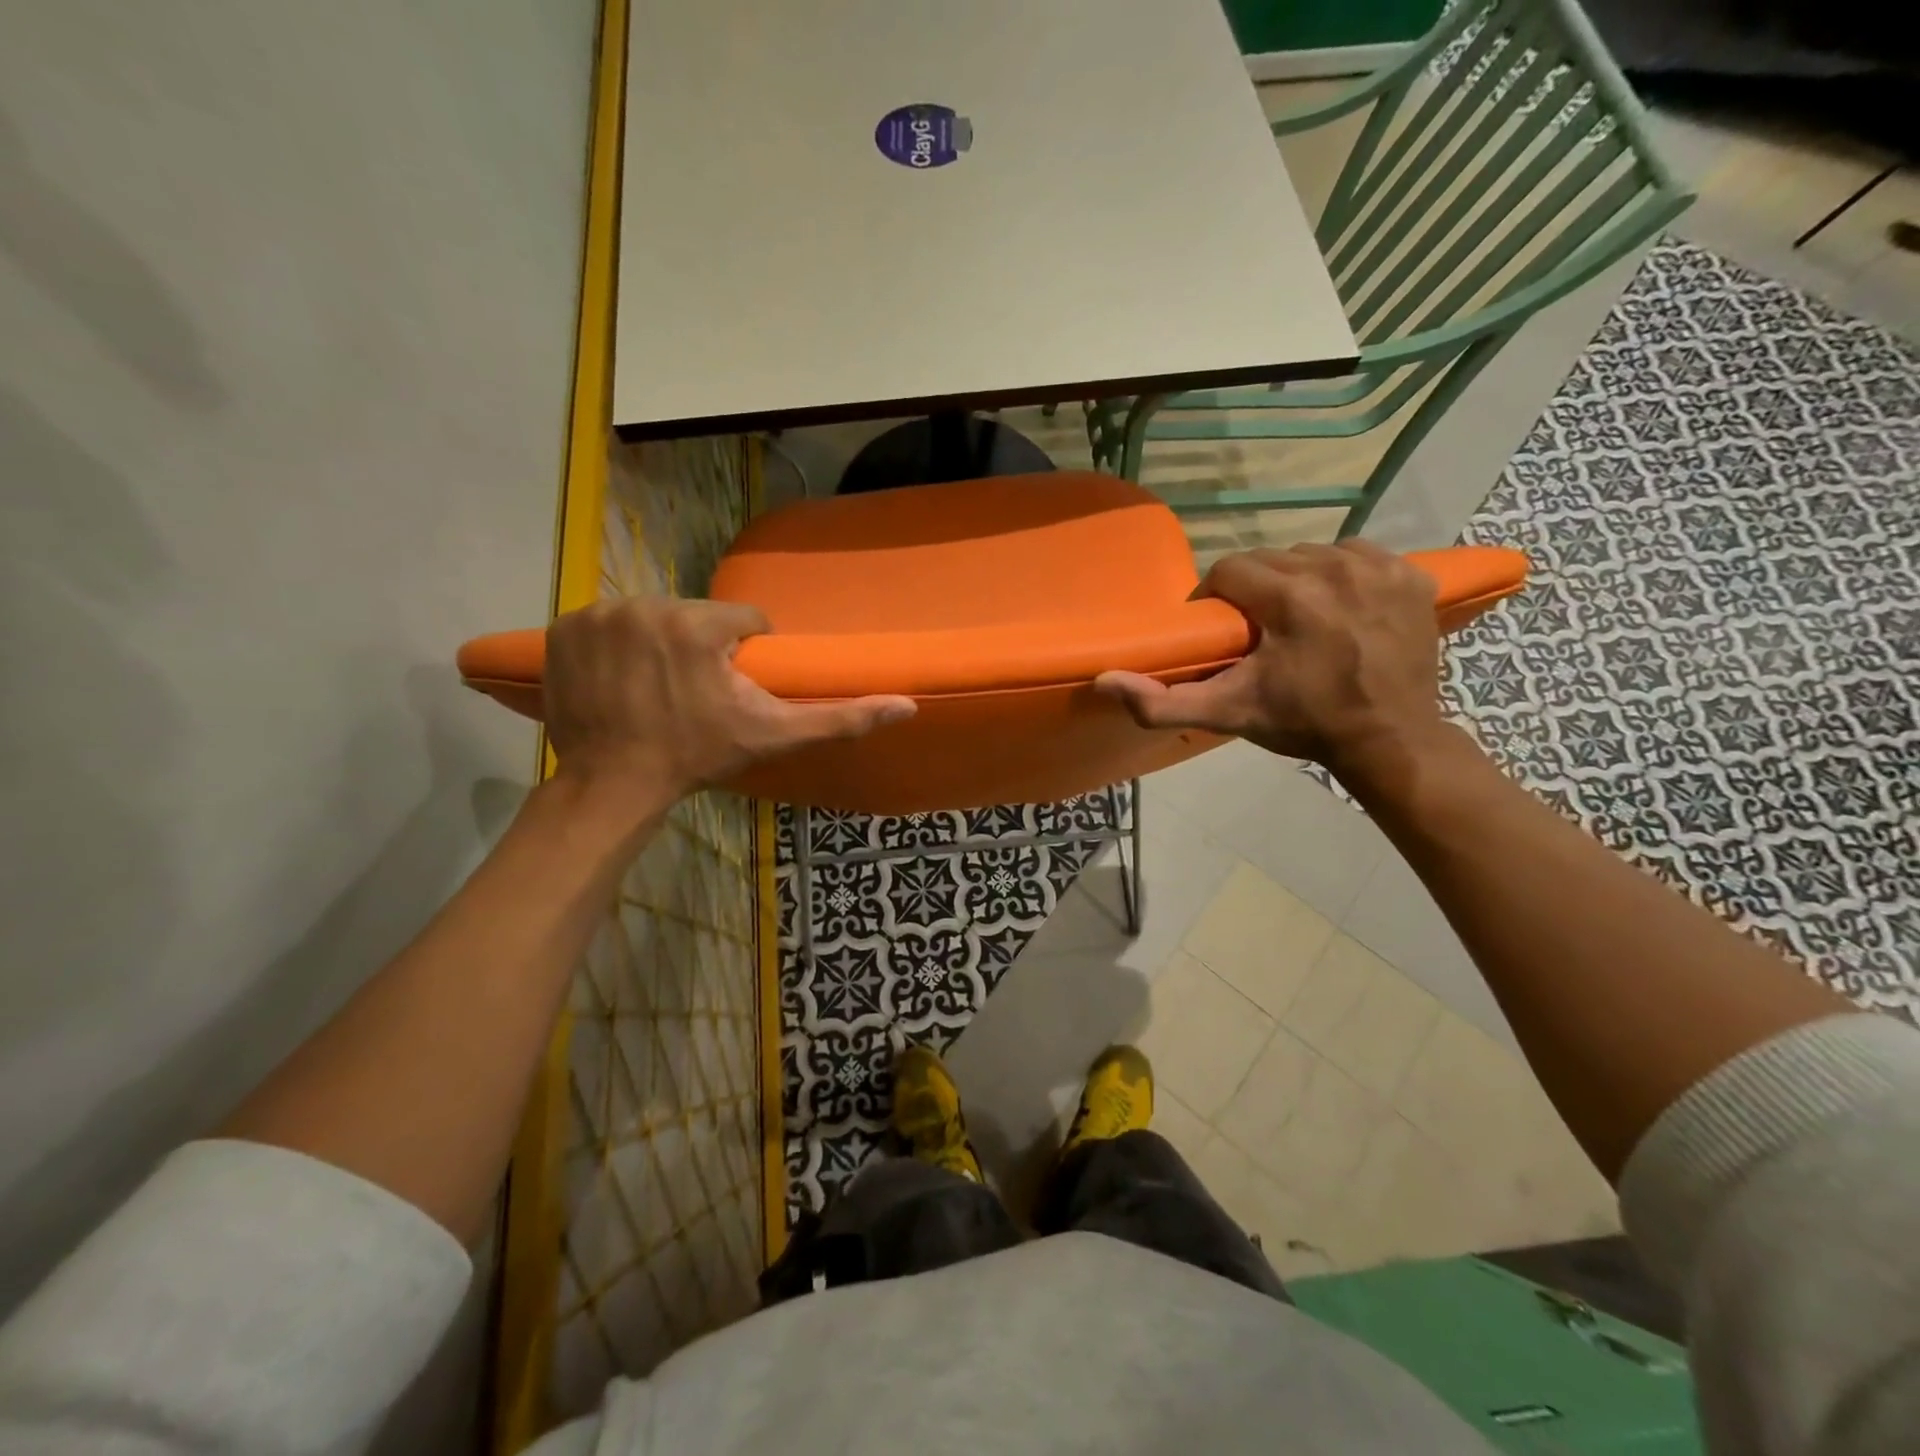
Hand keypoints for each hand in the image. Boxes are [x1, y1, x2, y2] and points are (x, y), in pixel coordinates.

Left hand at [543, 597, 914, 813]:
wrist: (614, 783)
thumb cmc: (698, 757)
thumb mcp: (773, 736)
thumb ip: (839, 718)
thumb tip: (907, 705)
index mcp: (698, 625)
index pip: (742, 620)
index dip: (743, 655)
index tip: (731, 688)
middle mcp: (645, 605)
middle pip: (695, 616)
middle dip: (701, 648)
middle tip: (693, 693)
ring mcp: (598, 614)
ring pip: (653, 616)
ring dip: (661, 643)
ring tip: (657, 688)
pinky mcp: (563, 627)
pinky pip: (608, 622)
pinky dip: (616, 644)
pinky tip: (620, 679)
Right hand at [1095, 543, 1447, 785]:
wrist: (1391, 739)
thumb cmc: (1304, 724)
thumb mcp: (1228, 715)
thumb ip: (1162, 702)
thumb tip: (1105, 679)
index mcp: (1288, 597)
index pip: (1230, 569)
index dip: (1217, 596)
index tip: (1221, 628)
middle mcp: (1334, 568)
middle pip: (1270, 559)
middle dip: (1255, 590)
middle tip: (1257, 629)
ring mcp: (1378, 567)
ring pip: (1312, 553)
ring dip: (1296, 579)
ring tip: (1297, 619)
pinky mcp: (1410, 574)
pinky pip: (1358, 554)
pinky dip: (1342, 574)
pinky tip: (1339, 606)